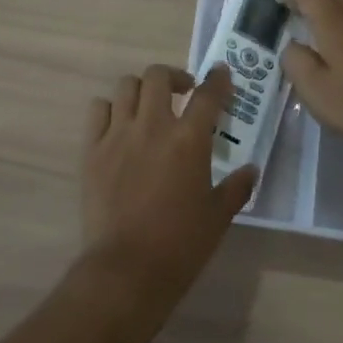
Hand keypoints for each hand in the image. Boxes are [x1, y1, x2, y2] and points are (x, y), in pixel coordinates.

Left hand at [80, 63, 257, 304]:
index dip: (218, 79)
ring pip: (126, 86)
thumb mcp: (219, 216)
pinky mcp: (92, 149)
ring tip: (148, 106)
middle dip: (174, 76)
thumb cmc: (181, 243)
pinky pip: (98, 110)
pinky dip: (110, 109)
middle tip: (183, 91)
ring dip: (142, 89)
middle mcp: (153, 126)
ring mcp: (117, 134)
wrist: (127, 268)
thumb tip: (251, 170)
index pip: (208, 95)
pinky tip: (119, 125)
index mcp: (189, 140)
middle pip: (159, 76)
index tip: (220, 74)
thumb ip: (236, 187)